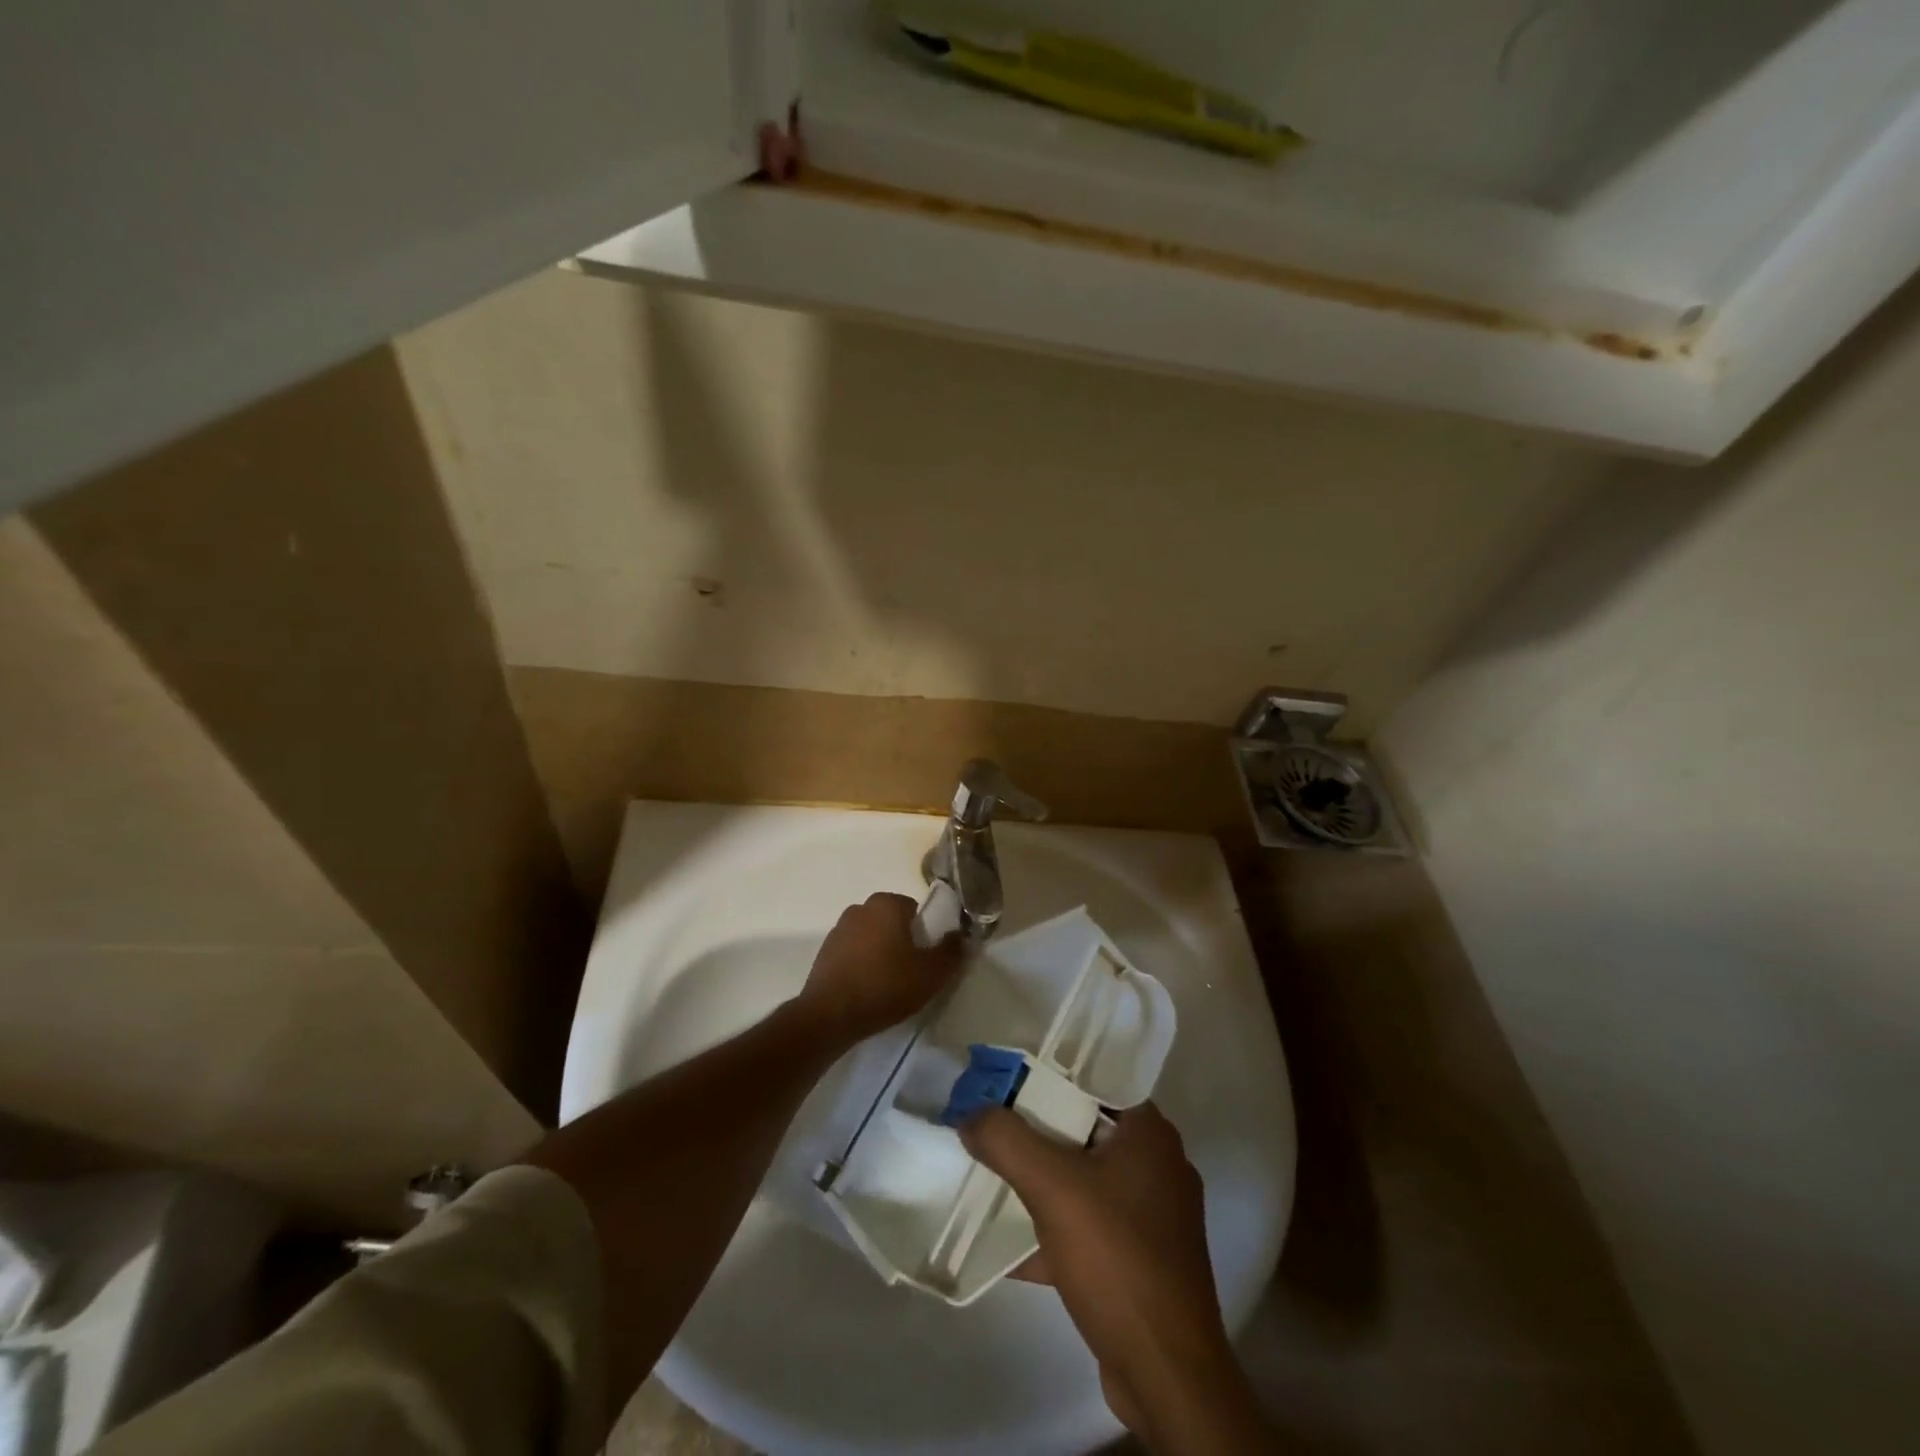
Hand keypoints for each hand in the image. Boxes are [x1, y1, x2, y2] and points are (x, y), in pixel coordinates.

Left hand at [796, 893, 962, 1046]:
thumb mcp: (931, 973)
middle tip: (913, 972)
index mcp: (887, 904)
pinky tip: (868, 988)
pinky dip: (863, 964)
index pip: (916, 910)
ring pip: (872, 936)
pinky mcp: (825, 951)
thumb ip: (952, 952)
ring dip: (882, 952)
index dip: (927, 933)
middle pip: (893, 922)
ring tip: (889, 984)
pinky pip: (854, 952)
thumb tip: (960, 936)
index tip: (929, 958)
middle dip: (904, 941)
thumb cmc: (886, 986)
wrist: (830, 1015)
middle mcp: (861, 907)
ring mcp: (839, 928)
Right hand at [962, 1103, 1270, 1451]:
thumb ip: (1006, 1141)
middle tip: (992, 1124)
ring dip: (1043, 1181)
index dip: (1049, 1075)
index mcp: (1150, 1133)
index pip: (1095, 1080)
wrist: (1166, 1375)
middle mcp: (1158, 1165)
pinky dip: (1055, 1228)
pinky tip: (1012, 1246)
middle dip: (1037, 1129)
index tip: (1006, 1078)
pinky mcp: (1143, 1259)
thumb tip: (970, 1115)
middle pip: (1085, 1129)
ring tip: (994, 1176)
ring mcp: (1154, 1216)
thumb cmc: (1116, 1258)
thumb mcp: (1052, 1188)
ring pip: (1086, 1179)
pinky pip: (1090, 1225)